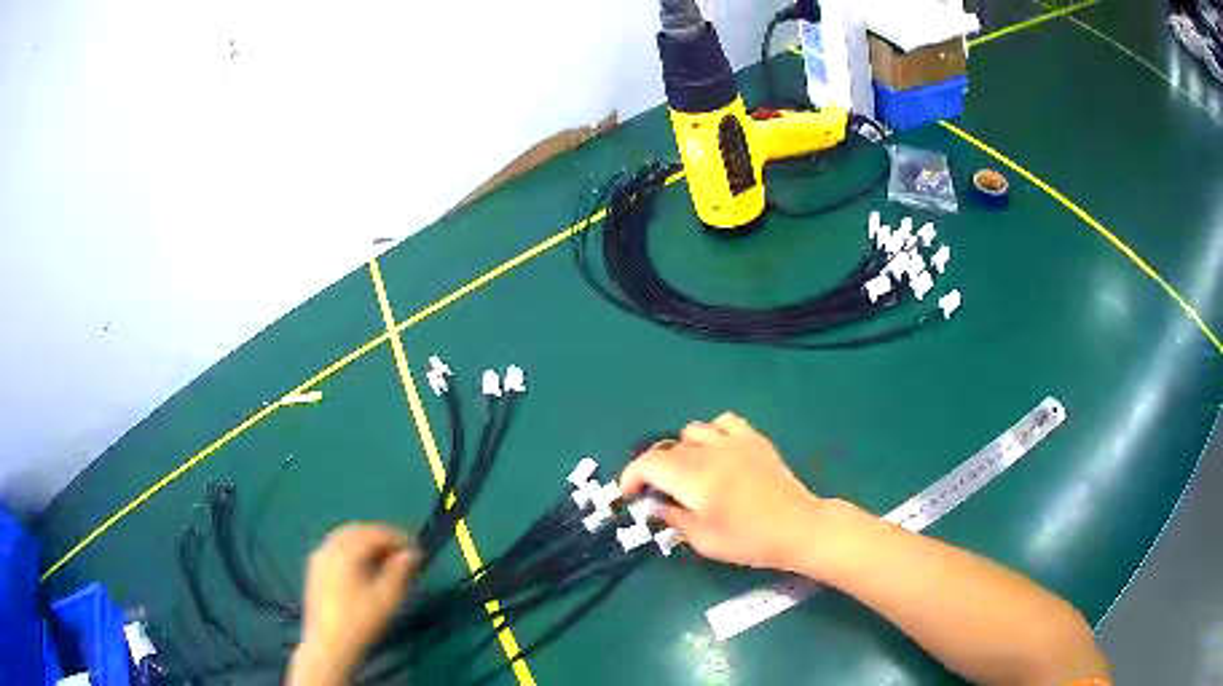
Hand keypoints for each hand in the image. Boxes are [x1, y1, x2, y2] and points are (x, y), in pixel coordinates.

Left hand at [292, 523, 417, 683]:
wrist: (329, 644)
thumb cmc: (361, 621)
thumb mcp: (387, 597)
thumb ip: (400, 571)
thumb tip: (411, 553)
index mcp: (346, 550)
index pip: (376, 532)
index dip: (399, 538)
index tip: (417, 551)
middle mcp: (329, 547)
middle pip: (358, 531)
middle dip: (382, 538)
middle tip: (403, 554)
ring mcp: (319, 557)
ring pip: (345, 538)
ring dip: (367, 543)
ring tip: (386, 561)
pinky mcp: (315, 569)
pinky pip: (336, 549)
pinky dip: (353, 550)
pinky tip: (364, 568)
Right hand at [619, 413, 823, 571]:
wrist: (798, 527)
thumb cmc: (749, 540)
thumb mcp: (704, 541)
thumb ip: (673, 519)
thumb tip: (655, 505)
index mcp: (694, 478)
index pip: (647, 464)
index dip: (630, 477)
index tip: (629, 495)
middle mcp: (710, 452)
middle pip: (667, 448)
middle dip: (653, 469)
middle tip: (657, 492)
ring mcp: (734, 441)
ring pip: (692, 431)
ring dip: (681, 450)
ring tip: (688, 472)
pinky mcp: (754, 439)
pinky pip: (723, 422)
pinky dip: (711, 433)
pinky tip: (716, 453)